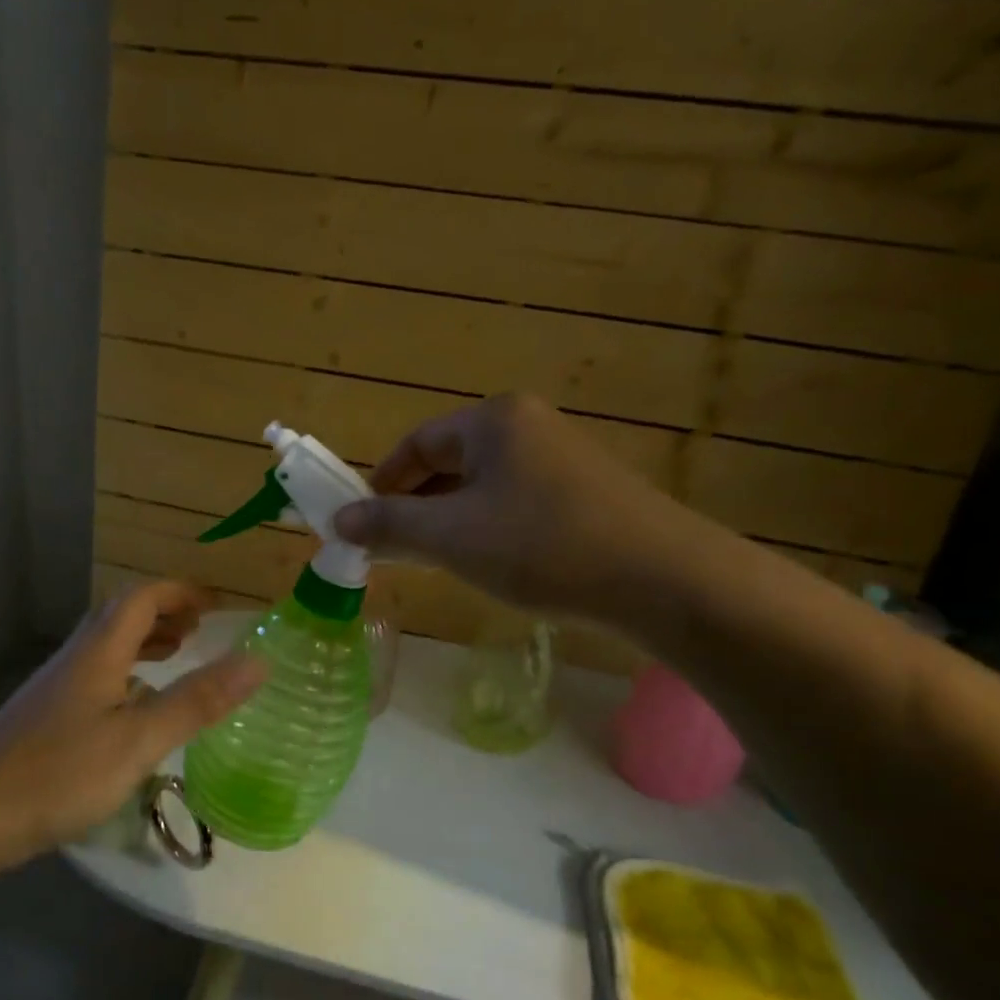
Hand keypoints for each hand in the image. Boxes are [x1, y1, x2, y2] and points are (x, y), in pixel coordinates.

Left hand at [0, 581, 266, 853]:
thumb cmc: (59, 774)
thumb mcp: (139, 739)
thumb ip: (197, 700)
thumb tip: (257, 661)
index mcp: (99, 651)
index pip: (142, 597)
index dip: (180, 593)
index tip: (217, 604)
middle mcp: (76, 658)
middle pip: (121, 615)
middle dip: (164, 613)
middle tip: (201, 630)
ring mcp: (57, 687)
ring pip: (107, 646)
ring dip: (145, 641)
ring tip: (178, 657)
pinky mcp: (47, 717)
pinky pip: (97, 675)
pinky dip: (128, 673)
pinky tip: (136, 708)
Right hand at [334, 394, 707, 624]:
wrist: (660, 578)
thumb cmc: (541, 546)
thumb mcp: (451, 537)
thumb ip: (389, 525)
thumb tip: (339, 520)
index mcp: (493, 420)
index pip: (415, 444)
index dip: (380, 485)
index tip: (361, 526)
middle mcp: (527, 425)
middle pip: (448, 463)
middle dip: (414, 508)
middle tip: (393, 551)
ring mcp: (561, 458)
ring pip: (481, 488)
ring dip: (448, 523)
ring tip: (434, 564)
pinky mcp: (583, 492)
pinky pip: (514, 503)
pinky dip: (486, 530)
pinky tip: (489, 565)